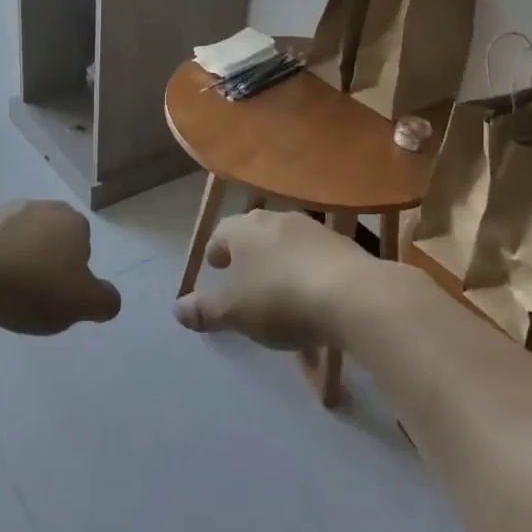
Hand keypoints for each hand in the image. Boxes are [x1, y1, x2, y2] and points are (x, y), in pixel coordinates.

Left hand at [0, 200, 120, 334]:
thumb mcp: (84, 303)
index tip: (61, 293)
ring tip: (5, 294)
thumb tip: (109, 298)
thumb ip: (105, 301)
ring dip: (14, 258)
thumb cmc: (35, 287)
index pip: (82, 241)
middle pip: (48, 236)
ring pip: (15, 237)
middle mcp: (37, 206)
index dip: (74, 269)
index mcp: (70, 220)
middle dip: (44, 259)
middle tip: (35, 294)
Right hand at [174, 210, 376, 349]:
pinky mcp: (344, 246)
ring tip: (280, 290)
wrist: (355, 296)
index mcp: (245, 228)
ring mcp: (314, 229)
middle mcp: (277, 219)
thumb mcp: (234, 312)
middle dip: (247, 253)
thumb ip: (204, 310)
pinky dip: (308, 271)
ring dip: (279, 261)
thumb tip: (177, 309)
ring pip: (287, 242)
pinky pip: (315, 257)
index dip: (216, 250)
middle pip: (255, 232)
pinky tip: (313, 298)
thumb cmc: (281, 299)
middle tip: (244, 277)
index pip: (222, 232)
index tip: (215, 268)